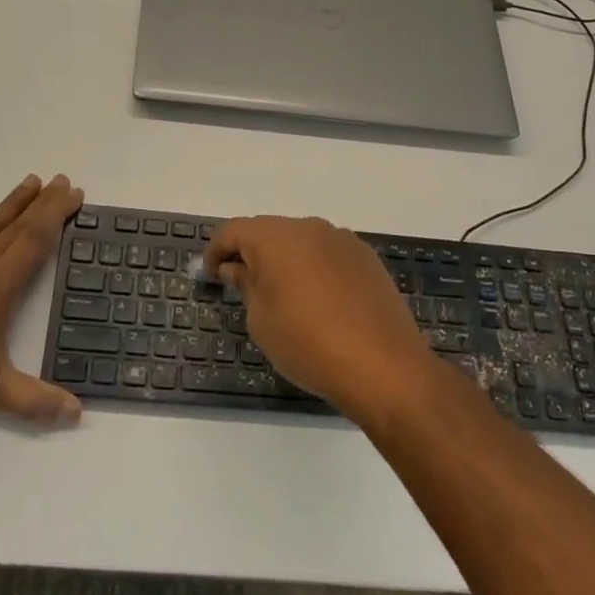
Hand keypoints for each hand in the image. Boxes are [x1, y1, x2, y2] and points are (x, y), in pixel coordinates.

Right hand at [204, 216, 435, 421]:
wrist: (383, 366)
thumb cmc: (308, 344)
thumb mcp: (261, 320)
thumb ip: (246, 285)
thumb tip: (237, 268)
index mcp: (275, 238)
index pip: (234, 231)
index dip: (216, 250)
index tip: (211, 275)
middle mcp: (308, 227)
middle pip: (268, 231)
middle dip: (251, 252)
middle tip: (242, 285)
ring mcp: (341, 240)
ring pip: (301, 240)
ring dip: (285, 259)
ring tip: (283, 294)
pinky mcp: (366, 257)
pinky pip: (327, 253)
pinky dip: (313, 267)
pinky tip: (318, 300)